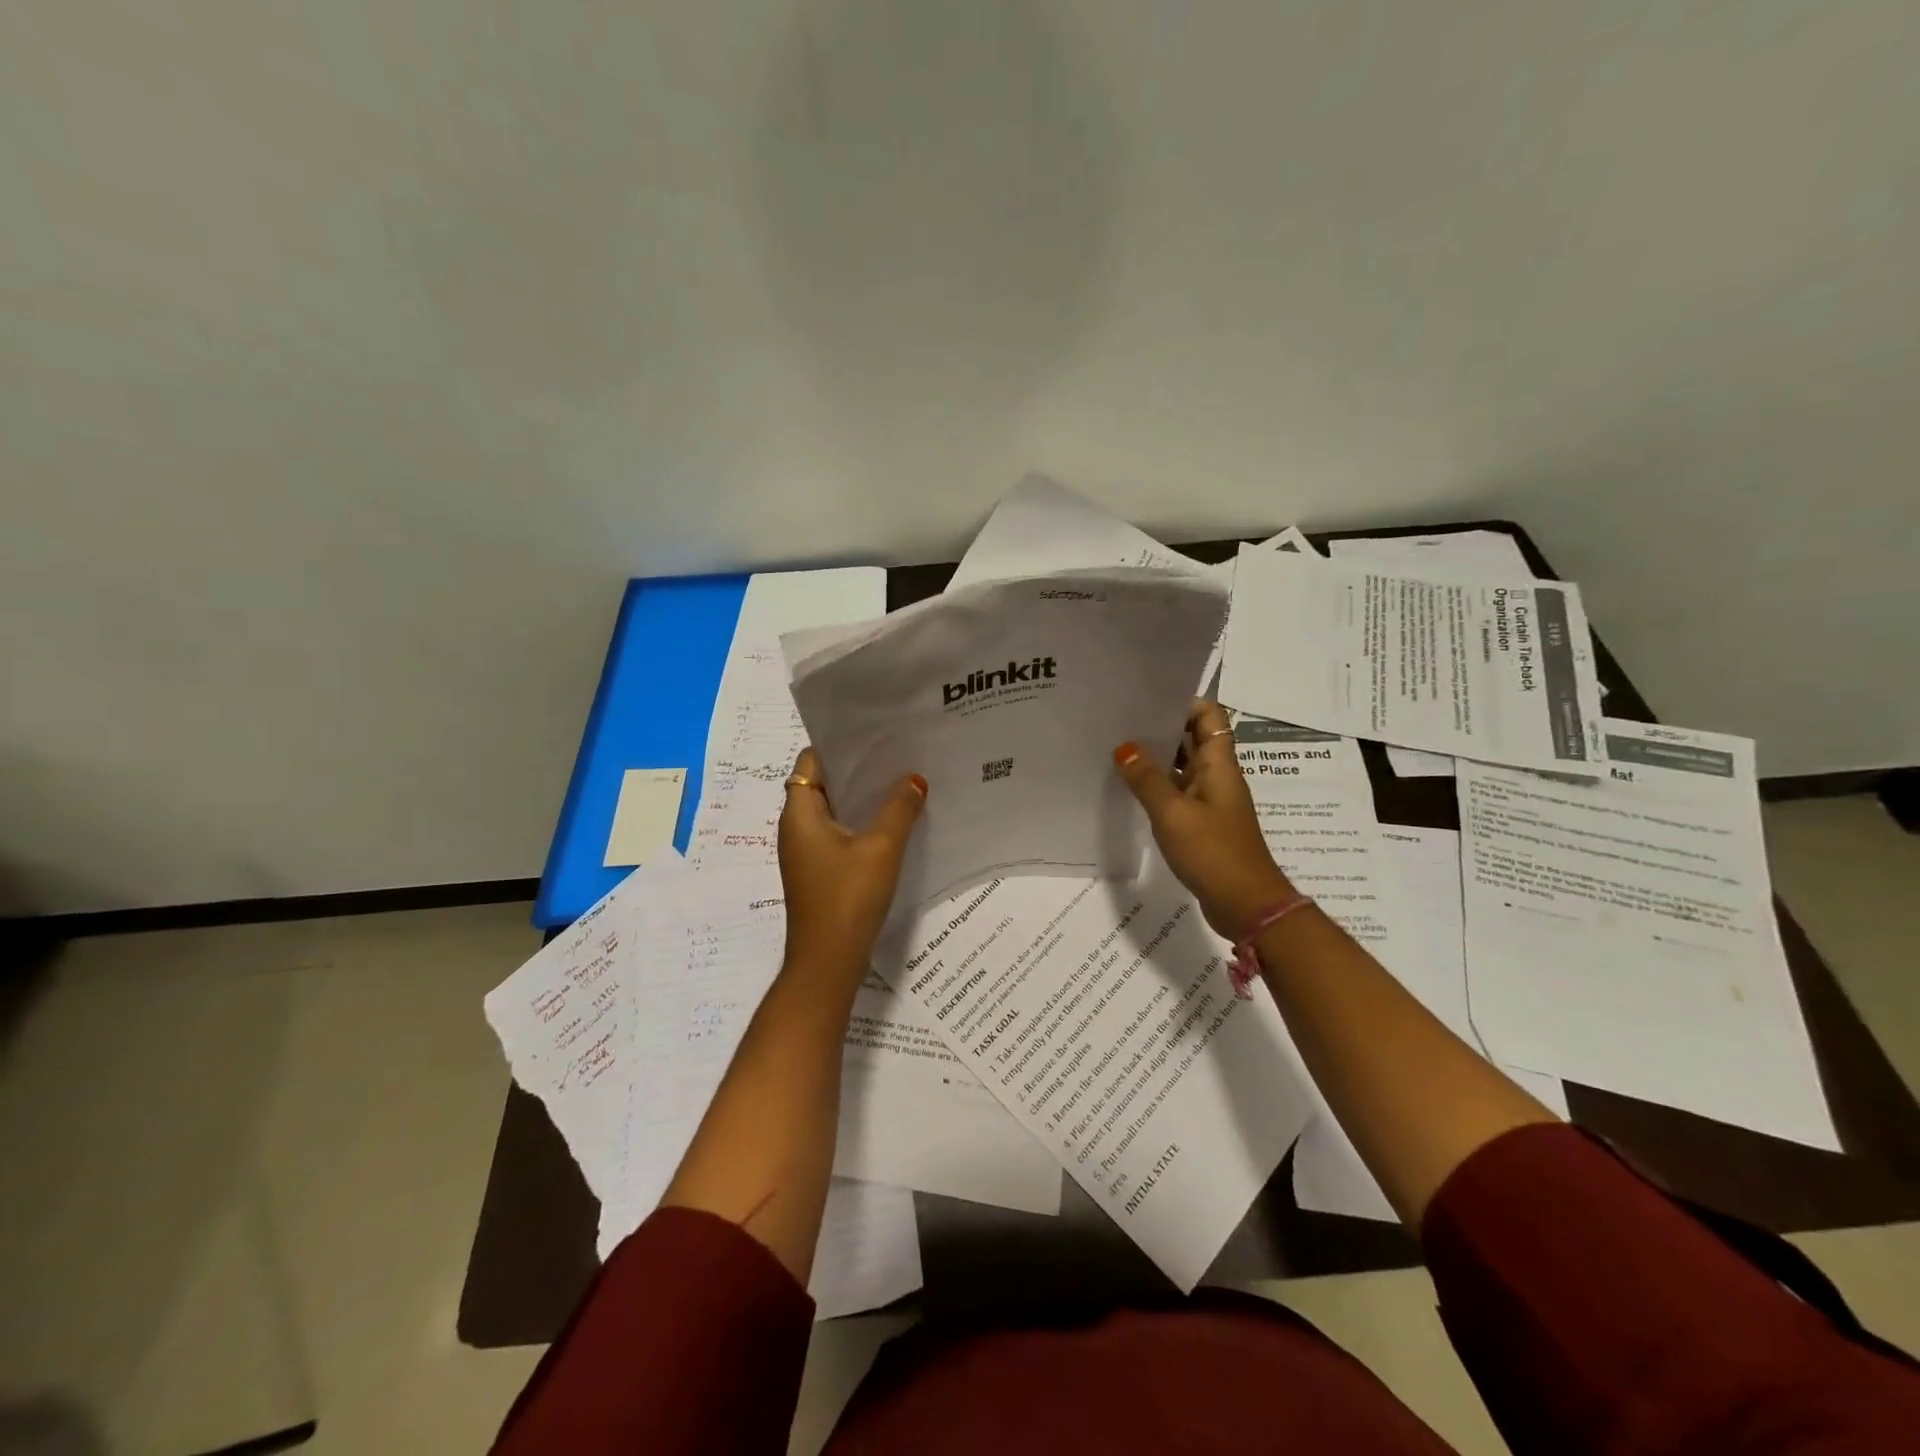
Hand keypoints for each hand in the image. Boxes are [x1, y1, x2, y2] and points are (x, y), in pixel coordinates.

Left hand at [777, 747, 927, 984]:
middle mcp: (795, 827)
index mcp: (799, 813)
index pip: (810, 762)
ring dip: (861, 797)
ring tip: (900, 780)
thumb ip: (899, 808)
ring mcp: (805, 851)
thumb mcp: (881, 848)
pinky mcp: (818, 871)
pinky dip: (860, 822)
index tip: (873, 734)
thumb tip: (914, 779)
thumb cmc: (848, 897)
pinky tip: (892, 821)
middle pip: (822, 784)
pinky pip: (838, 833)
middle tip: (895, 753)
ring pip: (833, 810)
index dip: (838, 745)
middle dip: (856, 769)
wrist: (828, 962)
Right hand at [1113, 701, 1294, 940]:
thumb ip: (1147, 779)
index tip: (1147, 697)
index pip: (1209, 716)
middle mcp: (1217, 777)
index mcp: (1219, 765)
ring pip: (1183, 767)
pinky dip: (1158, 787)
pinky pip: (1178, 794)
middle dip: (1162, 727)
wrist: (1246, 905)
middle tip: (1121, 720)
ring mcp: (1211, 801)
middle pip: (1194, 739)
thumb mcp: (1173, 813)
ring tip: (1118, 749)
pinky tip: (1130, 789)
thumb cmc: (1213, 852)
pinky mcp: (1203, 825)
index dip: (1183, 701)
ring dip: (1157, 758)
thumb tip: (1124, 747)